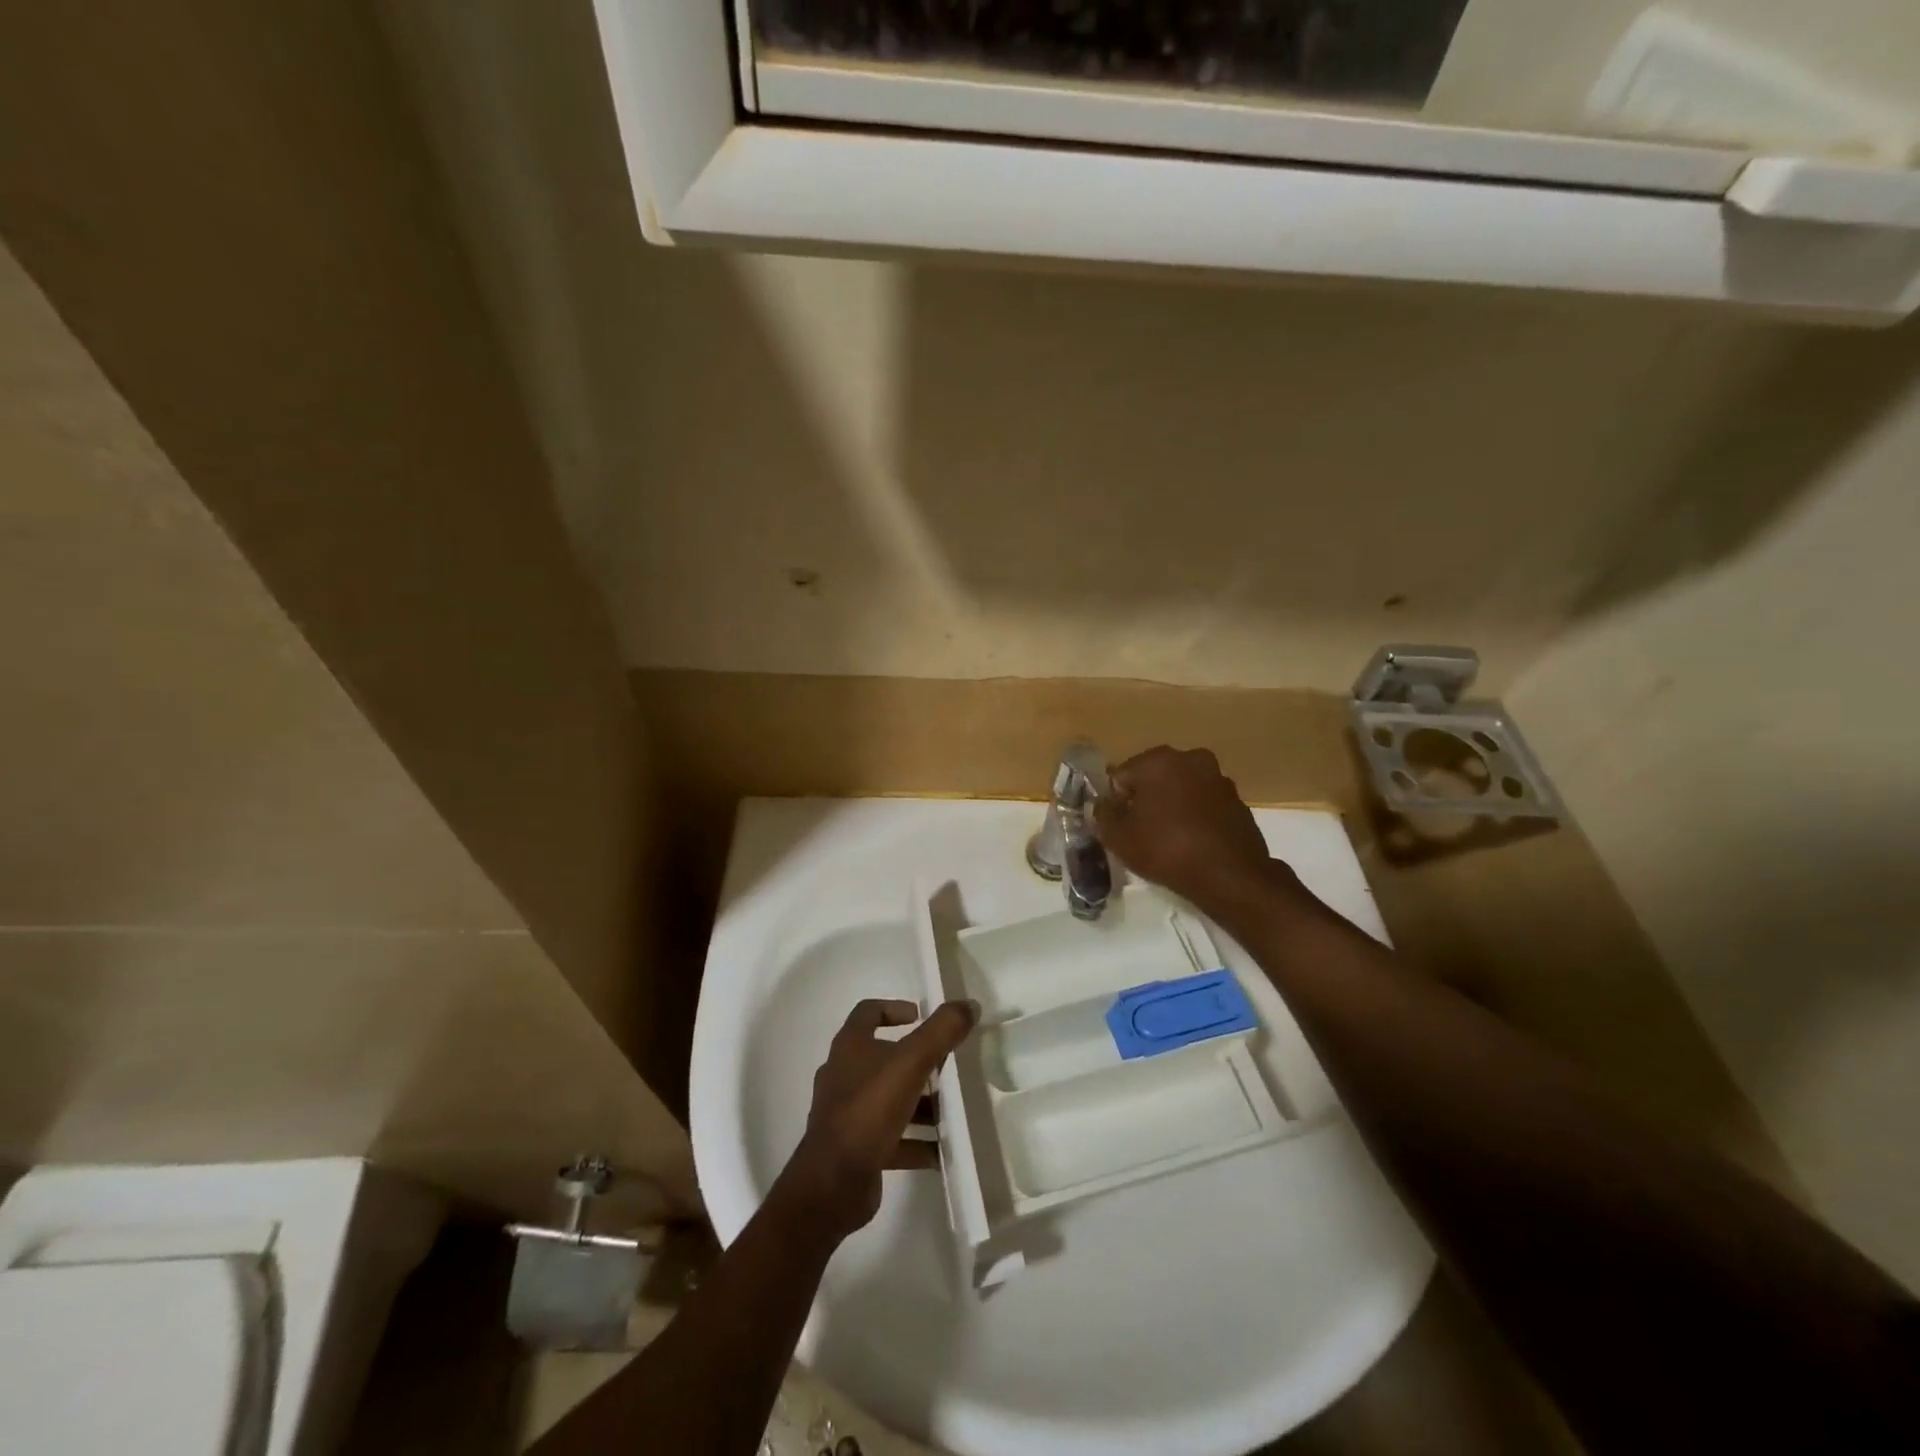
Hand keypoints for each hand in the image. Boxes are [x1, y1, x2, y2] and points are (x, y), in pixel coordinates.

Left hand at [778, 998, 978, 1241]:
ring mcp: (848, 1114)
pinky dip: (916, 1141)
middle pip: (884, 1058)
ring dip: (920, 1104)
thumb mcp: (911, 1062)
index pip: (868, 1012)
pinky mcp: (856, 1148)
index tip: (921, 1017)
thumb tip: (969, 1004)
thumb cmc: (869, 1109)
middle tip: (948, 1066)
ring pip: (890, 1099)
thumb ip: (942, 1031)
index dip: (894, 1009)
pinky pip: (892, 1138)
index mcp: (850, 1047)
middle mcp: (844, 1075)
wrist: (832, 1183)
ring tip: (953, 1111)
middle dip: (918, 1062)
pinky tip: (942, 1151)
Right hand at [1095, 746, 1283, 908]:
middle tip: (1139, 832)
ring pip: (1181, 789)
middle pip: (1153, 778)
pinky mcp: (1237, 800)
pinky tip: (1191, 843)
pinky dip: (1194, 816)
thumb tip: (1105, 804)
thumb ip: (1103, 814)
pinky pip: (1204, 804)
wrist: (1229, 876)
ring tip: (1166, 839)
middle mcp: (1190, 759)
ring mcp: (1218, 778)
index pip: (1121, 775)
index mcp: (1158, 760)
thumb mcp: (1118, 837)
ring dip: (1171, 806)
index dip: (1115, 801)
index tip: (1118, 825)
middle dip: (1144, 800)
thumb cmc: (1166, 849)